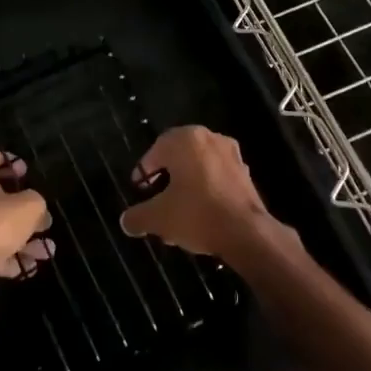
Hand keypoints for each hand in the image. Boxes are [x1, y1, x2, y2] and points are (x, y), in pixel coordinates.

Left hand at [0, 145, 53, 309]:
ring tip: (45, 250)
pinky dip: (4, 254)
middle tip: (39, 215)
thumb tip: (34, 206)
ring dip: (18, 235)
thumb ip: (36, 201)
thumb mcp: (29, 207)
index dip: (6, 160)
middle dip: (19, 206)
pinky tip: (29, 267)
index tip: (25, 174)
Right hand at [119, 126, 294, 267]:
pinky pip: (217, 178)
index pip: (156, 150)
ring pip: (199, 168)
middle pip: (179, 158)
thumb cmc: (196, 214)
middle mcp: (209, 138)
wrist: (246, 232)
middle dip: (166, 180)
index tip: (140, 190)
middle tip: (156, 201)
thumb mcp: (158, 218)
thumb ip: (138, 216)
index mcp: (185, 139)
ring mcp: (231, 154)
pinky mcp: (245, 173)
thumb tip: (125, 221)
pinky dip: (206, 191)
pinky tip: (200, 215)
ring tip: (177, 214)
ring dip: (186, 187)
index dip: (145, 171)